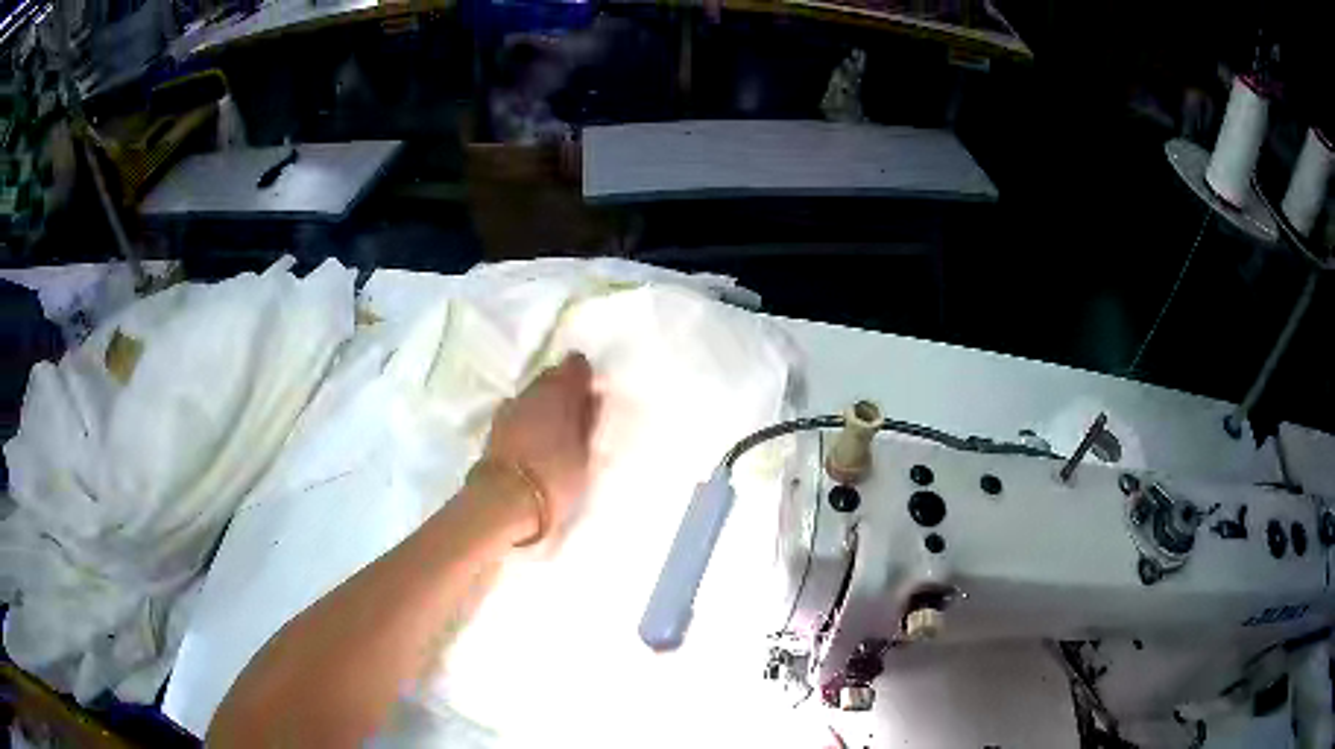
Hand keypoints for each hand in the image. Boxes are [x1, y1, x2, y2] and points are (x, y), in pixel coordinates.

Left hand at [481, 353, 599, 536]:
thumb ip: (590, 420)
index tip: (596, 396)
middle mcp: (532, 390)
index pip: (576, 365)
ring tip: (559, 432)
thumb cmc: (555, 475)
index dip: (586, 378)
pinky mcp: (495, 427)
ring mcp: (510, 406)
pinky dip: (531, 420)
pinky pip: (521, 412)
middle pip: (551, 377)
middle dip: (564, 390)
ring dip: (545, 406)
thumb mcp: (586, 451)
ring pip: (534, 395)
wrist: (504, 499)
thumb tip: (593, 397)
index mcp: (559, 389)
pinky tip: (538, 441)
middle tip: (579, 416)